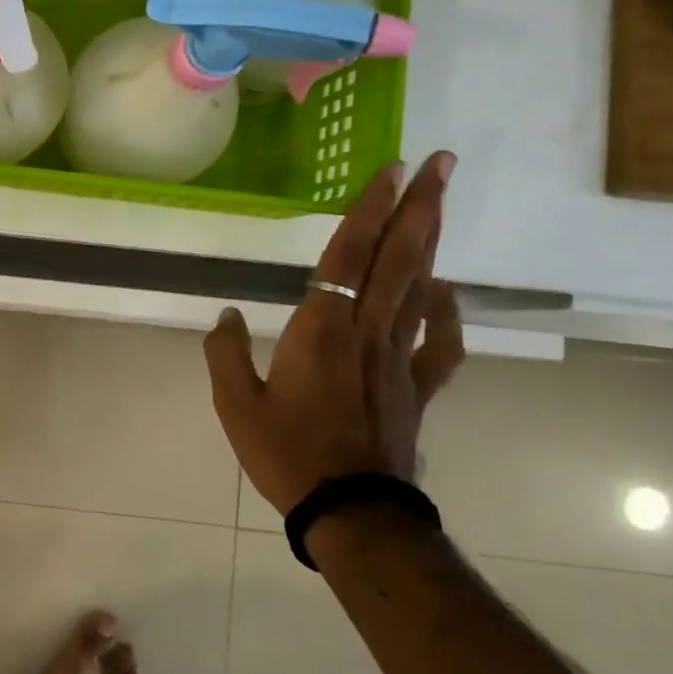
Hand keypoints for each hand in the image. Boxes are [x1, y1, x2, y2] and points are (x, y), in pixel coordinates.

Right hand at [204, 152, 465, 515]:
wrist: (350, 510)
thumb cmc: (285, 454)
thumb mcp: (234, 404)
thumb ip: (225, 353)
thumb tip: (227, 316)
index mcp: (320, 331)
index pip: (346, 257)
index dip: (367, 211)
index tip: (389, 171)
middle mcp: (366, 333)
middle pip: (397, 258)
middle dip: (420, 206)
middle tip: (441, 163)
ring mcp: (398, 359)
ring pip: (420, 287)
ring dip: (431, 242)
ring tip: (439, 204)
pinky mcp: (415, 387)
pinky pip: (440, 342)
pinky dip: (447, 312)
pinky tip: (443, 291)